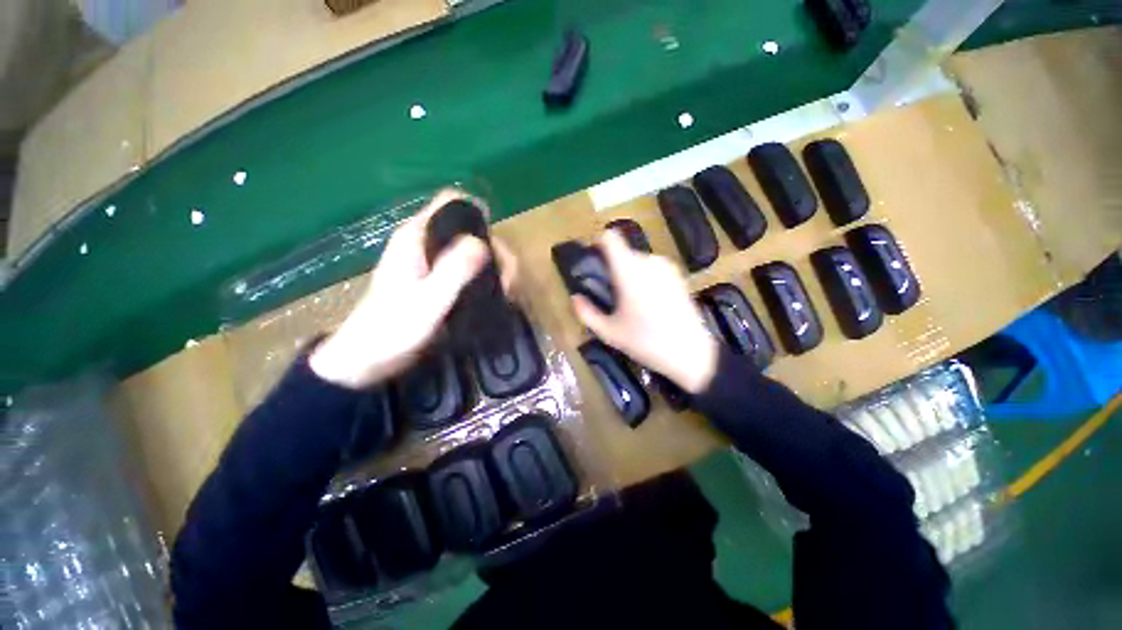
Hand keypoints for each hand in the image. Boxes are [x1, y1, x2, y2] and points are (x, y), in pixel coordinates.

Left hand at [310, 189, 517, 388]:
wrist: (369, 359)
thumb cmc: (393, 329)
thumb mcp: (428, 301)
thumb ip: (453, 270)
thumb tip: (482, 242)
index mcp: (417, 237)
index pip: (452, 203)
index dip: (480, 217)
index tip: (497, 250)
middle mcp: (427, 242)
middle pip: (472, 230)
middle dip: (495, 252)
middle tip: (507, 282)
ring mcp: (433, 262)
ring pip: (475, 251)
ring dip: (495, 269)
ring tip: (505, 294)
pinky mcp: (439, 280)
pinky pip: (470, 269)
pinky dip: (486, 279)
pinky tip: (494, 298)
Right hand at [572, 230, 718, 393]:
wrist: (691, 353)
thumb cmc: (646, 342)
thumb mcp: (609, 333)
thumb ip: (587, 313)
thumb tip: (575, 298)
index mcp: (629, 271)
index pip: (610, 238)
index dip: (598, 244)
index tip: (594, 262)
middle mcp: (648, 262)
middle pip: (623, 252)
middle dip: (613, 268)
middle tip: (611, 294)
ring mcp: (666, 267)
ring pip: (638, 261)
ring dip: (630, 274)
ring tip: (631, 302)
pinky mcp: (678, 275)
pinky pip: (652, 268)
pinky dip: (645, 278)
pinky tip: (649, 303)